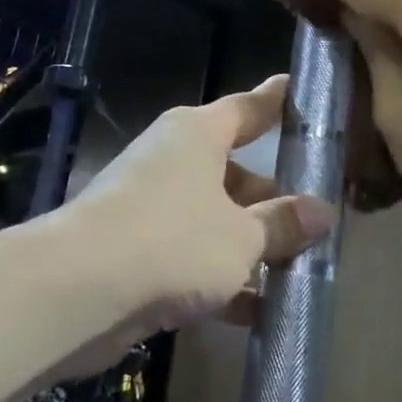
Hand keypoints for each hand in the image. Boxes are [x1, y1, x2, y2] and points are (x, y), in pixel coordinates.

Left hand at [51, 76, 336, 375]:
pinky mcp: (135, 251)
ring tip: (301, 268)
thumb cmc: (172, 240)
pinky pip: (191, 256)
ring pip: (214, 218)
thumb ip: (282, 223)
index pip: (248, 108)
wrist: (78, 290)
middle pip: (234, 171)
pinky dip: (221, 278)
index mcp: (197, 135)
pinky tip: (259, 311)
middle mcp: (171, 161)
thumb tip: (323, 211)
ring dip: (251, 245)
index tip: (299, 89)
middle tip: (318, 216)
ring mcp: (150, 206)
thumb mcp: (242, 236)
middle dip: (273, 197)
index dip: (278, 102)